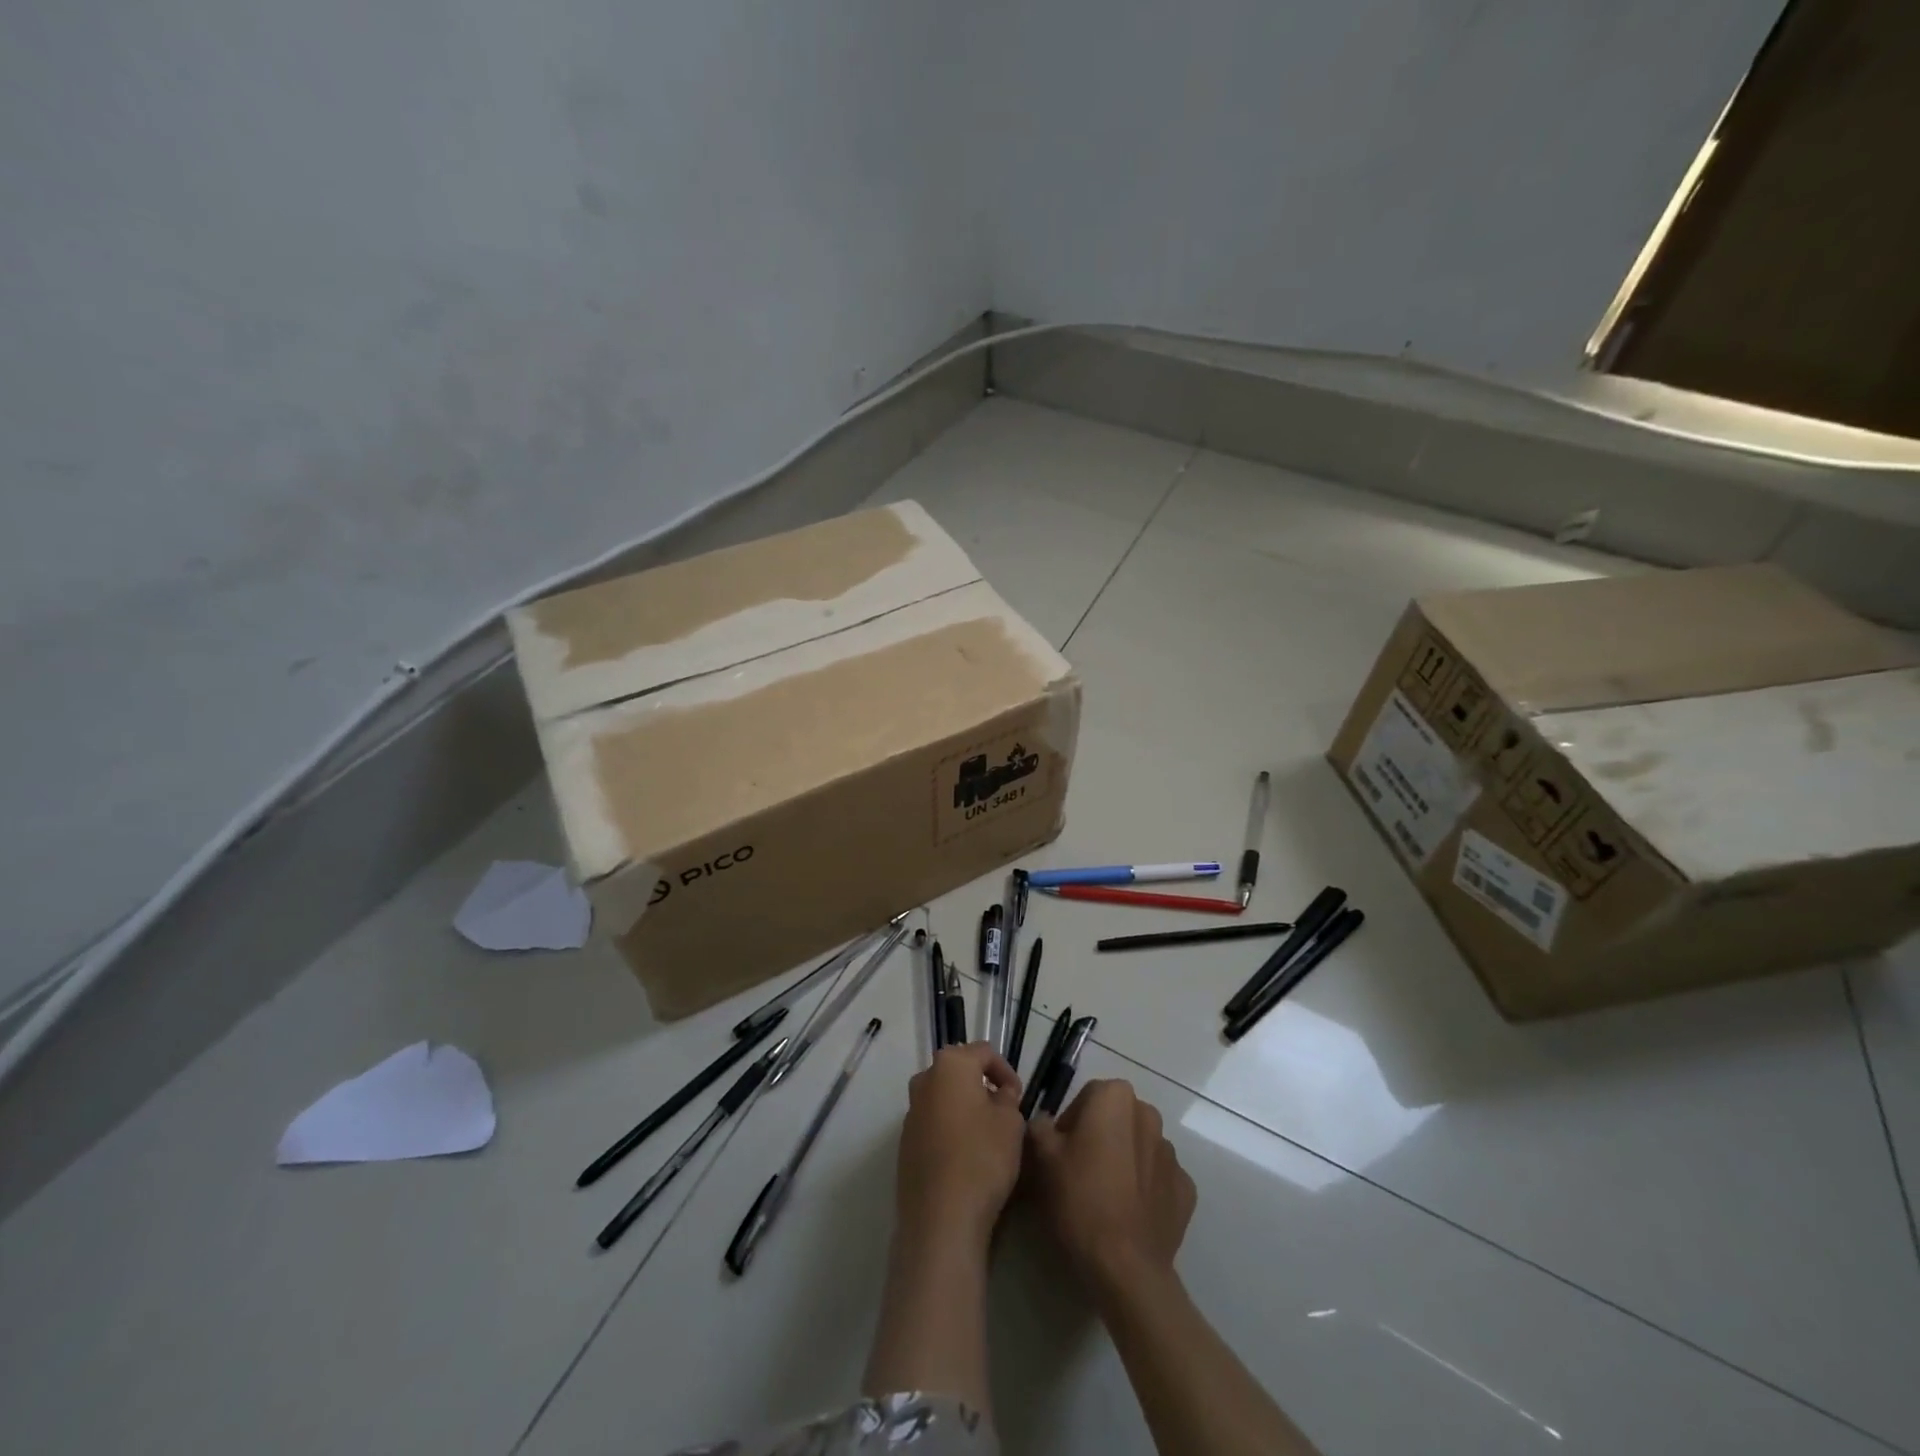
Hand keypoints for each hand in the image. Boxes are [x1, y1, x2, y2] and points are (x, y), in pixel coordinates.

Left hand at [894, 1042, 1025, 1250]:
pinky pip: (933, 1124)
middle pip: (959, 1072)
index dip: (1006, 1071)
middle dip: (982, 1086)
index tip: (1019, 1096)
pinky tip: (966, 1156)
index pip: (984, 1052)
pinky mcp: (905, 1142)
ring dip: (965, 1108)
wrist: (940, 1217)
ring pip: (944, 1098)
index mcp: (950, 1065)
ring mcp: (911, 1112)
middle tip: (1003, 1111)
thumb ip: (1007, 1098)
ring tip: (986, 1135)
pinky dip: (950, 1129)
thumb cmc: (982, 1157)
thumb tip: (999, 1094)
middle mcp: (924, 1080)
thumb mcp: (1010, 1122)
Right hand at [1026, 1079, 1195, 1300]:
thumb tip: (1045, 1122)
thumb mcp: (1042, 1157)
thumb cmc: (1080, 1199)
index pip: (1087, 1097)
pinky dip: (1145, 1187)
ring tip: (1105, 1196)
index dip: (1070, 1122)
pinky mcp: (1186, 1189)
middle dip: (1099, 1136)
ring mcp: (1172, 1154)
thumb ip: (1040, 1126)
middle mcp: (1149, 1115)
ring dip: (1124, 1159)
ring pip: (1139, 1146)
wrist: (1126, 1266)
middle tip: (1079, 1171)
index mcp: (1115, 1097)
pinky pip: (1158, 1178)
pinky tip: (1129, 1212)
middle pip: (1116, 1118)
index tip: (1060, 1151)